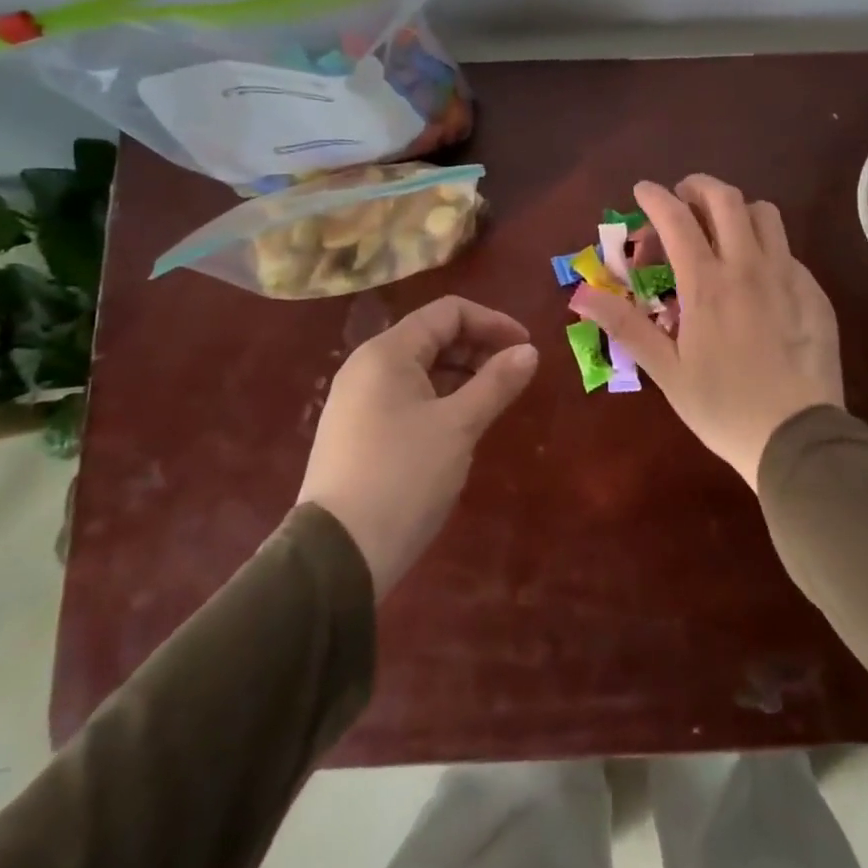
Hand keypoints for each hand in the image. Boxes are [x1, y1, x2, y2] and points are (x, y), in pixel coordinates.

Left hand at [296, 296, 537, 596]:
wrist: (338, 555)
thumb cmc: (404, 477)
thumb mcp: (459, 426)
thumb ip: (496, 382)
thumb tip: (529, 351)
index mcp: (388, 352)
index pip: (448, 312)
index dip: (492, 322)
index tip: (526, 348)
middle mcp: (367, 366)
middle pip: (432, 336)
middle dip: (478, 347)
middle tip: (513, 375)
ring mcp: (357, 400)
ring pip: (419, 368)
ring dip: (461, 374)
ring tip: (492, 400)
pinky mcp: (356, 431)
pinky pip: (405, 396)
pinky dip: (439, 397)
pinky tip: (459, 425)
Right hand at [573, 175, 843, 488]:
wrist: (798, 438)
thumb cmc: (722, 407)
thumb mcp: (666, 370)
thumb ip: (625, 326)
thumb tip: (580, 295)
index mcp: (707, 284)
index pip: (677, 219)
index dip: (655, 196)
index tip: (642, 189)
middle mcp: (749, 266)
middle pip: (726, 199)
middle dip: (698, 186)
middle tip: (682, 198)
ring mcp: (788, 276)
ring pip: (765, 214)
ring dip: (737, 210)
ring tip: (722, 229)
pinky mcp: (814, 292)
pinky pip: (788, 250)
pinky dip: (765, 246)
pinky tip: (758, 277)